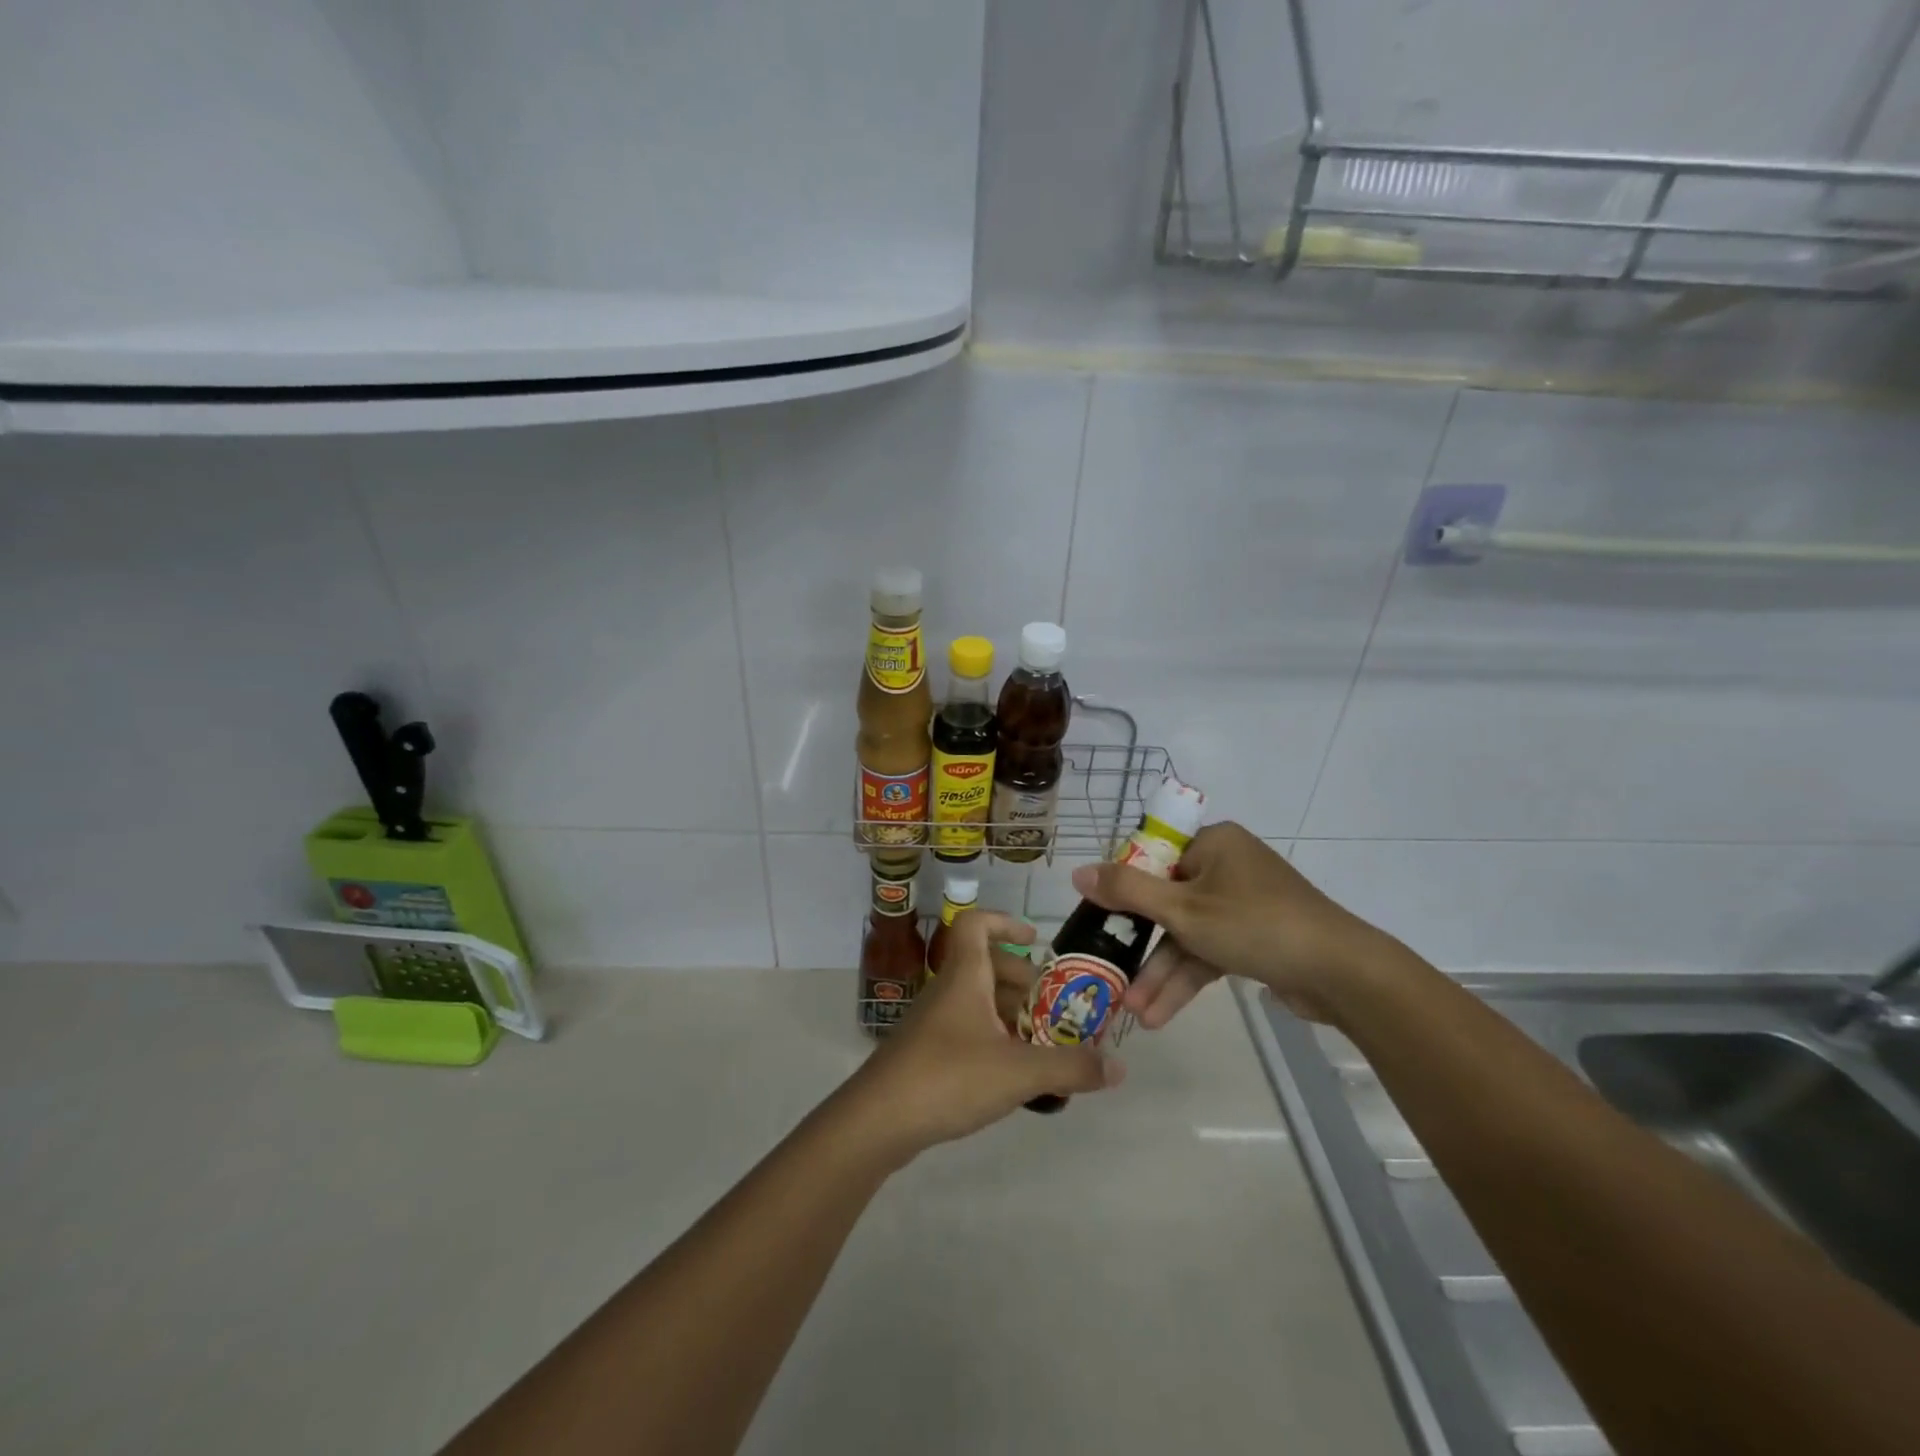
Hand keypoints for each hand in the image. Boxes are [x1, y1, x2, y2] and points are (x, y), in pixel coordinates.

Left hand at [842, 910, 1123, 1161]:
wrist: (878, 1121)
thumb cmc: (948, 1077)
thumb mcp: (1018, 1072)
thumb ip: (1070, 1067)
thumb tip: (1118, 1067)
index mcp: (965, 976)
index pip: (976, 924)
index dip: (1005, 922)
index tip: (1036, 940)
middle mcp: (948, 990)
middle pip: (985, 965)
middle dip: (1022, 980)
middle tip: (1054, 1007)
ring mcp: (934, 1022)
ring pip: (977, 1000)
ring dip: (1010, 1014)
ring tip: (1043, 1044)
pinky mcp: (927, 1053)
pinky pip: (967, 1030)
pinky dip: (994, 1040)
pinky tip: (1014, 1075)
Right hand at [1069, 822, 1394, 1027]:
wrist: (1341, 974)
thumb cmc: (1255, 925)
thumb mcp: (1182, 909)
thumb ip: (1127, 891)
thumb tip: (1077, 872)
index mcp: (1212, 844)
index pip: (1152, 856)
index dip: (1122, 887)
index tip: (1098, 918)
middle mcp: (1225, 866)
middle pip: (1166, 901)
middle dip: (1141, 947)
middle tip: (1111, 974)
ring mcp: (1242, 903)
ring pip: (1187, 934)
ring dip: (1162, 973)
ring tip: (1135, 1014)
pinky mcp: (1254, 937)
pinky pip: (1209, 951)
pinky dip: (1188, 979)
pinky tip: (1162, 1015)